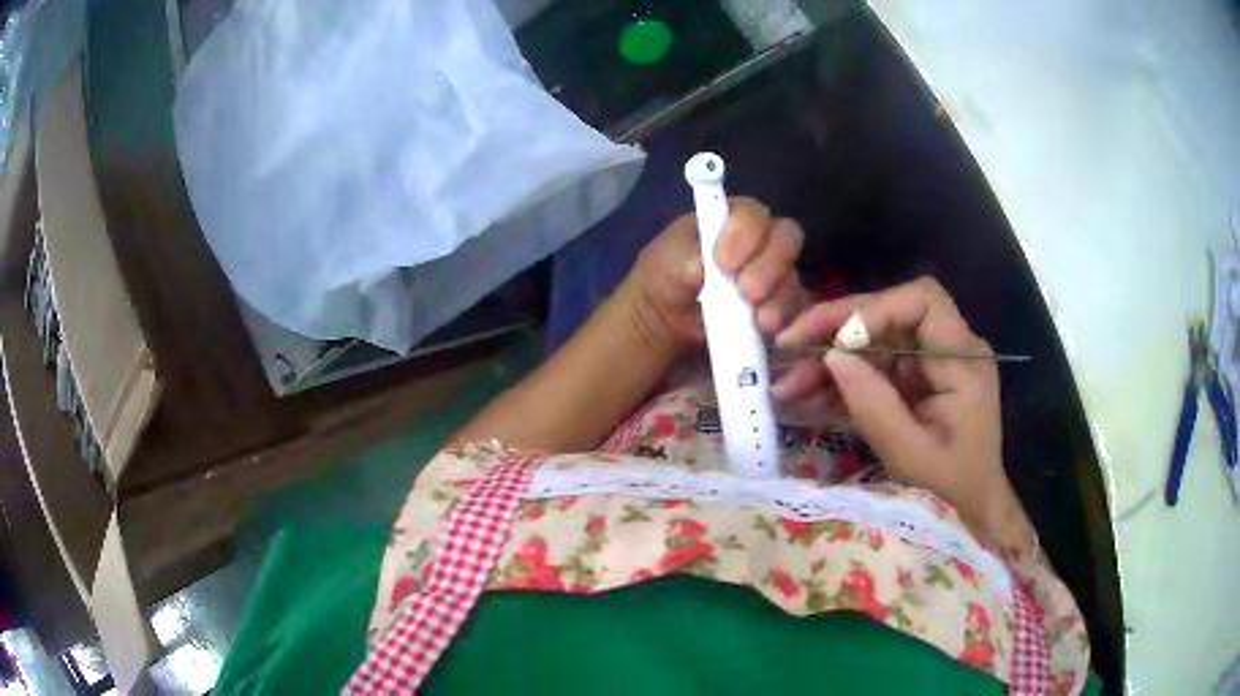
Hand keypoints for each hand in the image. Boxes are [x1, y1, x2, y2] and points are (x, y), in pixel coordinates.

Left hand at [629, 197, 805, 346]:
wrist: (668, 312)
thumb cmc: (668, 272)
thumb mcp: (666, 262)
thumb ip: (682, 260)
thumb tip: (699, 268)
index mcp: (734, 216)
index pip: (753, 214)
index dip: (745, 234)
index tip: (723, 261)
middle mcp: (763, 239)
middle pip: (786, 239)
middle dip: (769, 264)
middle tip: (747, 290)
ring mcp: (776, 272)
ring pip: (792, 277)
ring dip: (778, 298)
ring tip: (759, 320)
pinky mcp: (780, 305)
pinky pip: (793, 310)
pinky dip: (782, 320)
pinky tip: (765, 331)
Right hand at [776, 277, 1026, 539]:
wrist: (970, 508)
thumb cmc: (950, 486)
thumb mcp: (909, 452)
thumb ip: (873, 404)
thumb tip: (832, 356)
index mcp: (962, 359)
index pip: (922, 301)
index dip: (876, 308)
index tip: (838, 341)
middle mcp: (946, 348)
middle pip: (888, 313)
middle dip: (836, 327)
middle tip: (788, 345)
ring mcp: (928, 363)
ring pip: (872, 338)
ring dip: (829, 358)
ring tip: (787, 386)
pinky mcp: (912, 379)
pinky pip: (872, 366)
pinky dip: (840, 379)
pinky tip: (806, 396)